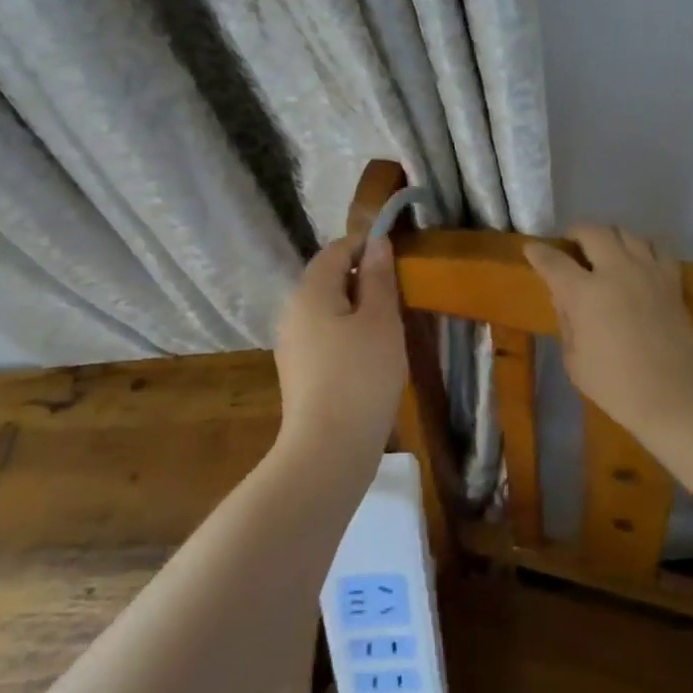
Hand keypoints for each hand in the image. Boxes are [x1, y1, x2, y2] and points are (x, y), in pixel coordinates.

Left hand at [274, 234, 406, 459]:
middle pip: (329, 279)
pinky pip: (325, 337)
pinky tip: (371, 357)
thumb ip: (378, 277)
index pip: (335, 249)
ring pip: (328, 310)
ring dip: (358, 309)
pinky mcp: (299, 373)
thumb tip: (376, 241)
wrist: (328, 450)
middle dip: (364, 279)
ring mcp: (292, 344)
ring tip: (391, 327)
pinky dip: (348, 335)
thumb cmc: (361, 376)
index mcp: (310, 291)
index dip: (366, 245)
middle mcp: (293, 312)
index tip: (398, 259)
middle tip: (400, 296)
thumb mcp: (380, 320)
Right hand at [523, 227, 692, 428]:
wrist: (673, 397)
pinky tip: (638, 259)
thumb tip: (564, 297)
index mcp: (584, 292)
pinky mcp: (672, 281)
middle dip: (575, 233)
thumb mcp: (573, 359)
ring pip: (626, 232)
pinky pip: (658, 247)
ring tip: (604, 250)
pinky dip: (643, 246)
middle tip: (570, 245)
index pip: (554, 261)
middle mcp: (616, 271)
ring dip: (609, 236)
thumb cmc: (614, 385)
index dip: (538, 252)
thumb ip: (566, 320)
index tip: (531, 249)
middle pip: (592, 231)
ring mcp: (647, 272)